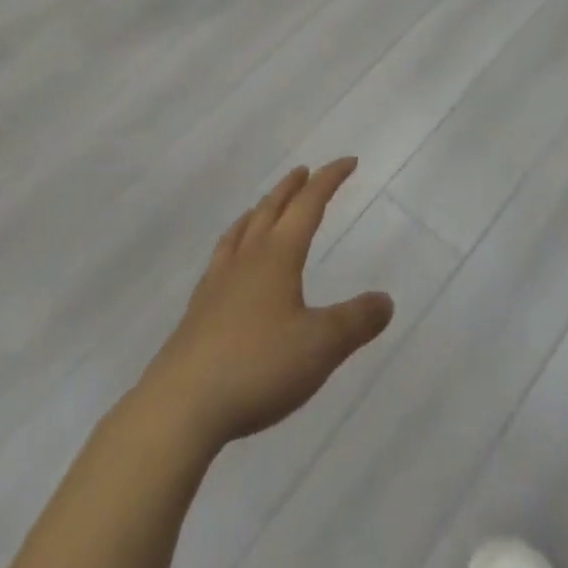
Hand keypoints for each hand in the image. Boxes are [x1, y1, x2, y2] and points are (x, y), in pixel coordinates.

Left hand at [137, 158, 393, 451]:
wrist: (181, 406)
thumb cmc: (258, 367)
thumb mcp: (321, 346)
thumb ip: (356, 321)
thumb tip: (385, 300)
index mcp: (279, 255)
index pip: (309, 204)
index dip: (330, 179)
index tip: (349, 161)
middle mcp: (247, 258)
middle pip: (271, 209)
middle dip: (291, 187)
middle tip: (304, 171)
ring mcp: (218, 283)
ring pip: (241, 231)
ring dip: (260, 210)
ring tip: (264, 206)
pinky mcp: (198, 311)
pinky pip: (221, 258)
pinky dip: (234, 243)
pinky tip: (230, 262)